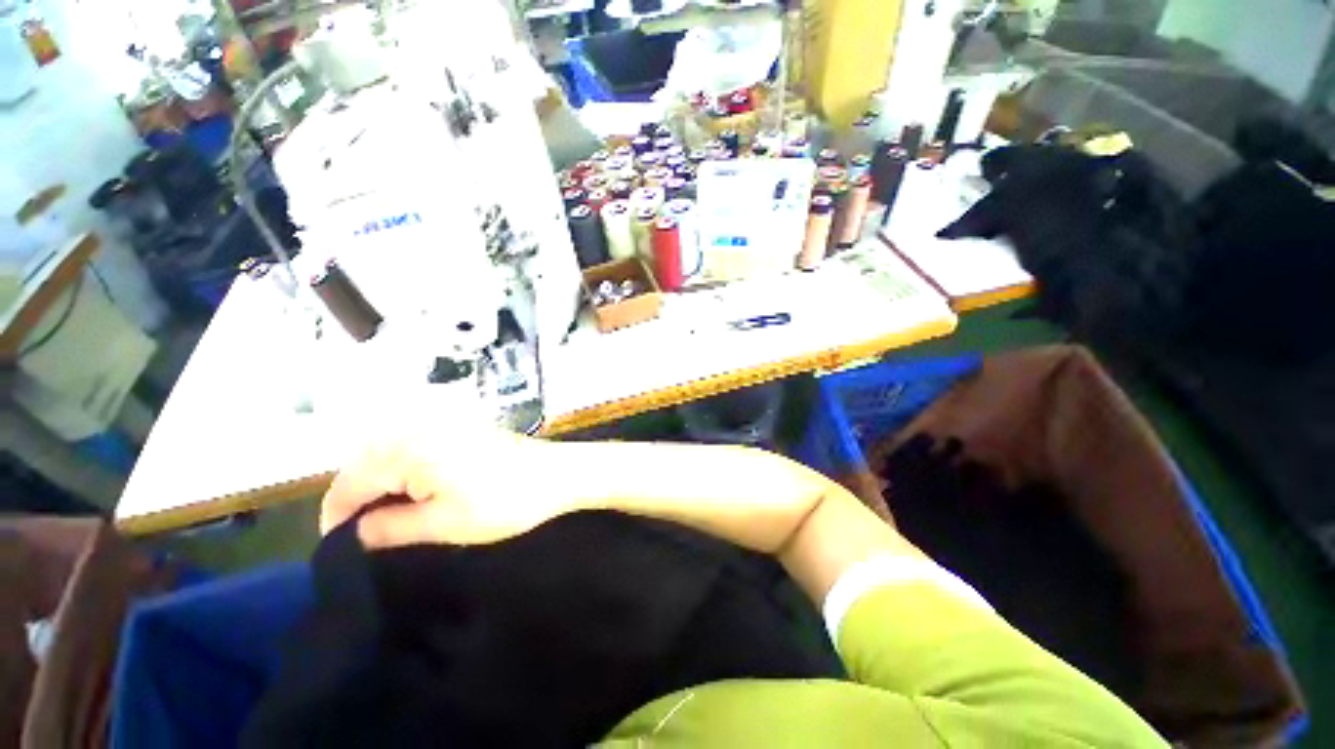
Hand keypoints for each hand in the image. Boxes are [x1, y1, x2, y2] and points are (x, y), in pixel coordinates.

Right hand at [320, 425, 577, 548]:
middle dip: (358, 500)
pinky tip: (415, 493)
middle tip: (365, 537)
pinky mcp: (460, 425)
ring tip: (388, 519)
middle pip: (365, 465)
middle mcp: (418, 426)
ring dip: (381, 485)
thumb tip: (354, 533)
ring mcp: (442, 422)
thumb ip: (387, 528)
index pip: (349, 484)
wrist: (557, 474)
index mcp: (406, 447)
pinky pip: (415, 446)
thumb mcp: (442, 524)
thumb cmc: (503, 501)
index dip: (337, 519)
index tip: (338, 550)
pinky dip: (405, 471)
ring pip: (388, 455)